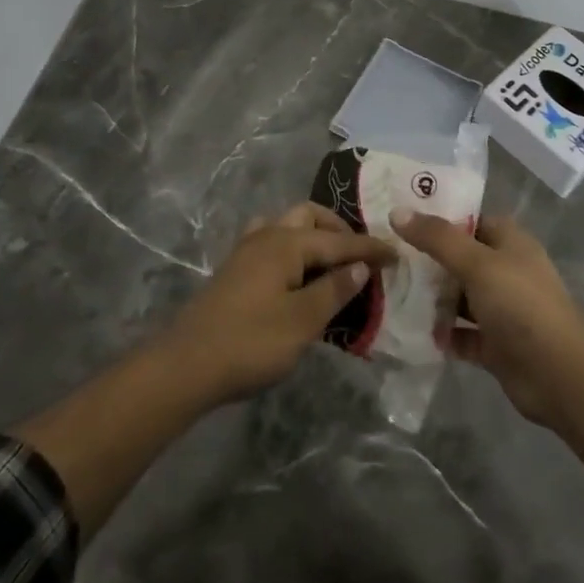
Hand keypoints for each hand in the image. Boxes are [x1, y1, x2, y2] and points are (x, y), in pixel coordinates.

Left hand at [165, 204, 394, 405]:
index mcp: (286, 243)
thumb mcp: (302, 321)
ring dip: (313, 236)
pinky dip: (293, 251)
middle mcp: (266, 236)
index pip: (338, 241)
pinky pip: (273, 244)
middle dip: (338, 230)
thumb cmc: (250, 342)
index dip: (369, 249)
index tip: (397, 255)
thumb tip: (359, 267)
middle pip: (308, 217)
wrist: (186, 365)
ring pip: (287, 227)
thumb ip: (333, 290)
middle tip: (359, 256)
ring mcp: (246, 252)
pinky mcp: (235, 271)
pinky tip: (298, 277)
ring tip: (331, 262)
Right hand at [391, 211, 583, 428]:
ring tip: (391, 292)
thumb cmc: (520, 305)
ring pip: (460, 298)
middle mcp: (506, 272)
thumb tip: (397, 212)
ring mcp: (502, 310)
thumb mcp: (477, 263)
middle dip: (428, 260)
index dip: (438, 218)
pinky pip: (462, 334)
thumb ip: (437, 239)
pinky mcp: (496, 345)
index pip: (470, 220)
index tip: (400, 218)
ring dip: (433, 298)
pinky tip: (412, 331)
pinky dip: (442, 334)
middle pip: (461, 259)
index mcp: (510, 243)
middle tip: (386, 257)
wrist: (559, 374)